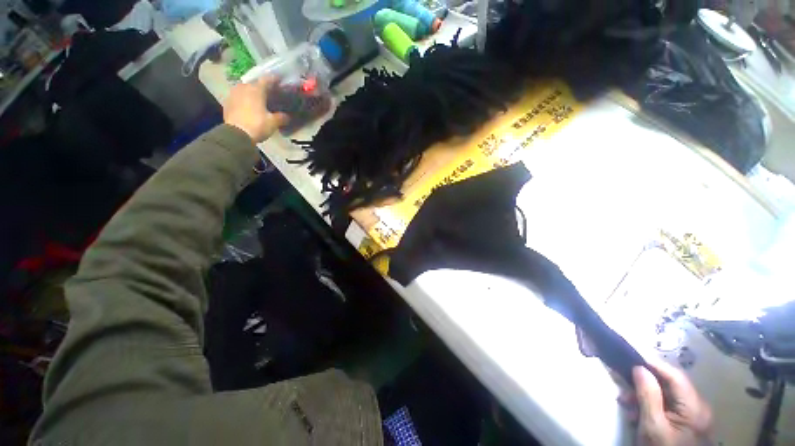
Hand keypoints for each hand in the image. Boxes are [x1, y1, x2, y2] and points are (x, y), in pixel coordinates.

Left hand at [223, 76, 288, 143]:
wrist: (237, 134)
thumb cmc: (257, 125)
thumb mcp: (273, 122)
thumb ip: (281, 117)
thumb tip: (287, 116)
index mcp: (256, 89)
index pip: (267, 79)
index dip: (274, 79)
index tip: (280, 79)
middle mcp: (244, 87)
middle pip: (254, 83)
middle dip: (262, 87)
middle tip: (269, 92)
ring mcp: (234, 94)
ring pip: (245, 89)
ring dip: (252, 92)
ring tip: (259, 99)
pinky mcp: (228, 102)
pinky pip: (239, 97)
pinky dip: (245, 99)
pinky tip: (249, 106)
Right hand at [629, 360, 711, 445]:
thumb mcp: (652, 425)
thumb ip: (648, 395)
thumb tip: (639, 368)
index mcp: (695, 407)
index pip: (674, 376)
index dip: (653, 364)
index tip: (631, 356)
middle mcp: (698, 406)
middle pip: (671, 384)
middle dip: (645, 382)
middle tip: (623, 384)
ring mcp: (694, 415)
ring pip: (667, 394)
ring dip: (645, 394)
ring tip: (626, 402)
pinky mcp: (687, 422)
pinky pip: (669, 405)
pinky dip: (652, 404)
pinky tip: (637, 412)